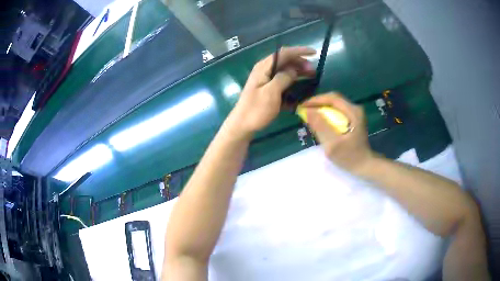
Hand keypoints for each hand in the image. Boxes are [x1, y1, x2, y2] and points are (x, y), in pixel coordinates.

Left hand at [227, 46, 315, 136]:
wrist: (242, 126)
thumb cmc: (256, 110)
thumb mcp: (271, 93)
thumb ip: (283, 78)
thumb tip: (294, 70)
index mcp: (264, 67)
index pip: (284, 53)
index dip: (299, 51)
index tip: (314, 53)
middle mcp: (265, 70)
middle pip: (285, 61)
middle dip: (300, 62)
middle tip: (313, 71)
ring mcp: (266, 80)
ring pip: (285, 71)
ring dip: (298, 72)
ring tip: (311, 77)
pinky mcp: (268, 89)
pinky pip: (282, 81)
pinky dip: (292, 82)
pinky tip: (301, 89)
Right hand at [300, 93, 374, 173]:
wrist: (365, 165)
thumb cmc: (350, 157)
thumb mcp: (333, 144)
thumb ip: (321, 126)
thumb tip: (307, 111)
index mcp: (353, 112)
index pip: (332, 98)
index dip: (315, 100)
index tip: (302, 106)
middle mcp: (355, 109)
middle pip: (334, 99)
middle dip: (318, 102)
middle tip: (304, 109)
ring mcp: (355, 114)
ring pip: (335, 104)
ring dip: (322, 107)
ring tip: (309, 113)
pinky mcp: (354, 119)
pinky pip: (338, 111)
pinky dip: (327, 113)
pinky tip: (320, 119)